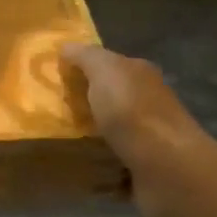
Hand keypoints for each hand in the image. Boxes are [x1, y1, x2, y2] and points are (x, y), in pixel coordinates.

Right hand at [60, 42, 205, 164]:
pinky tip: (78, 164)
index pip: (108, 64)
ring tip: (58, 139)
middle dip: (84, 102)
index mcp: (140, 74)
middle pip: (109, 97)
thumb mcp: (104, 69)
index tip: (54, 78)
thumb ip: (85, 56)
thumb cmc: (132, 111)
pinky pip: (112, 162)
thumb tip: (66, 47)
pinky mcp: (143, 169)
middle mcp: (147, 102)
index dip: (82, 68)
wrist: (166, 167)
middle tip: (50, 109)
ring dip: (89, 134)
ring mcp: (147, 137)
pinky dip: (98, 163)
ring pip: (111, 130)